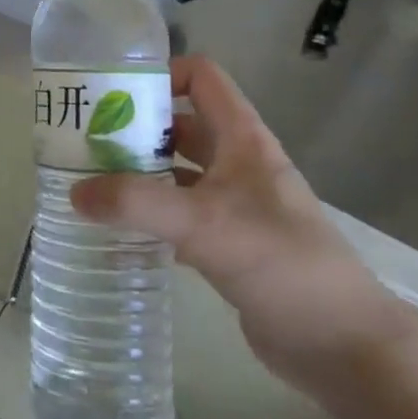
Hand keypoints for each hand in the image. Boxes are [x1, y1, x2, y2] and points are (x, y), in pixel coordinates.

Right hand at [70, 54, 417, 403]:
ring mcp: (234, 205)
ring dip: (139, 174)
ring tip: (90, 182)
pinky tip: (118, 231)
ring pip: (177, 173)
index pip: (201, 78)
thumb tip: (74, 193)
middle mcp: (238, 163)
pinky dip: (150, 216)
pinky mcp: (228, 244)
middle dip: (135, 128)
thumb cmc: (281, 263)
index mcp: (242, 139)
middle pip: (180, 126)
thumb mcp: (205, 224)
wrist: (342, 345)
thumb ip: (137, 204)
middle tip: (84, 141)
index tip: (112, 93)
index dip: (160, 74)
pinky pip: (180, 216)